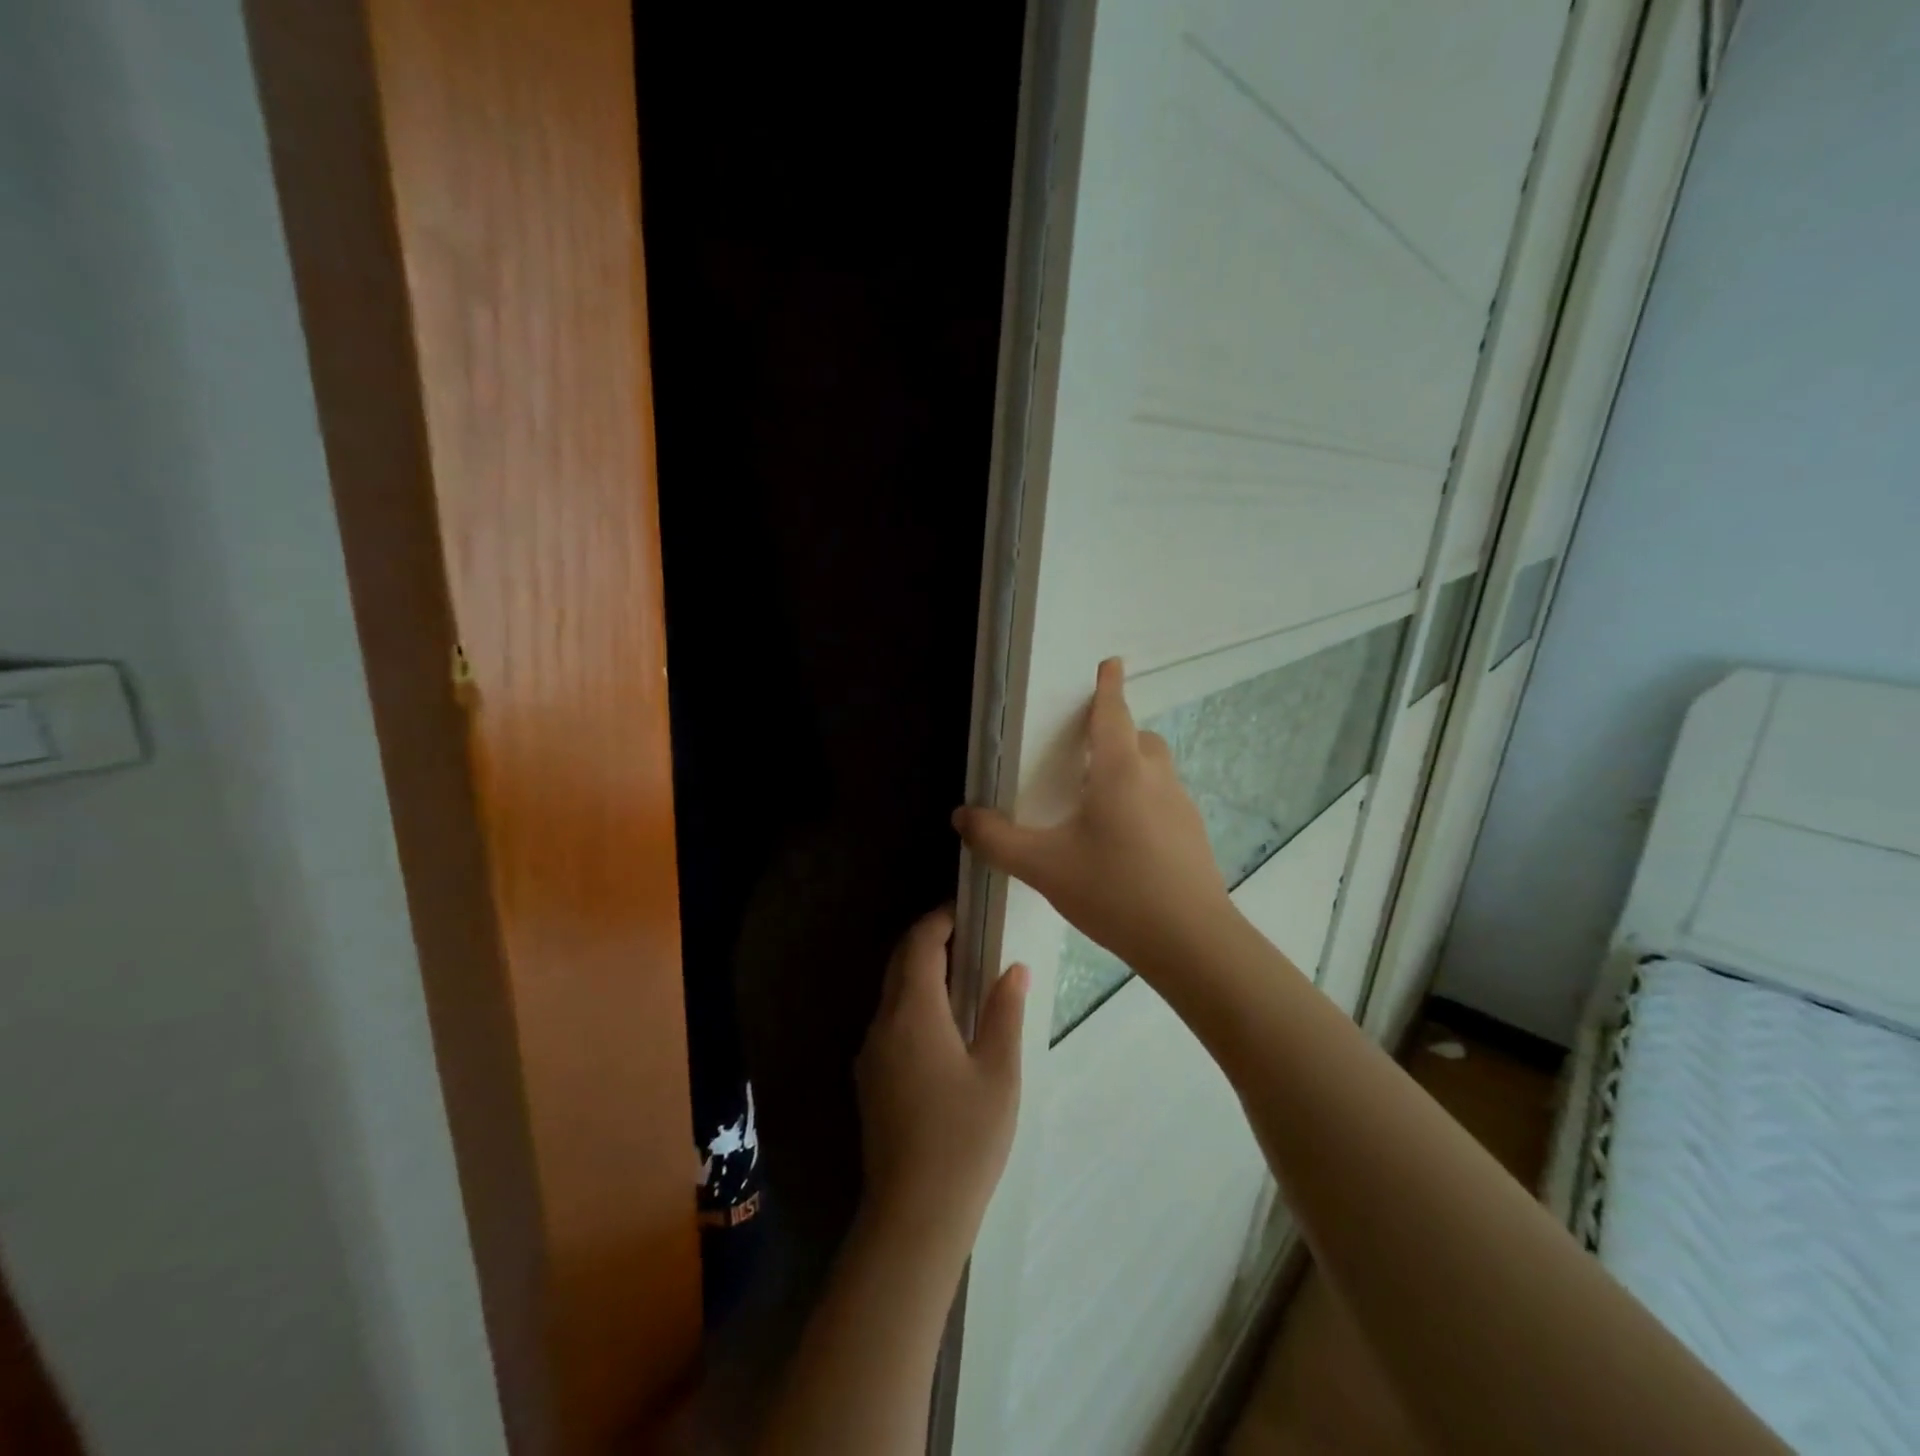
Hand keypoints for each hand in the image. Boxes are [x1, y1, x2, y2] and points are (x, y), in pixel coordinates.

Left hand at [854, 908, 1026, 1265]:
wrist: (913, 1215)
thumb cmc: (964, 1139)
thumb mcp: (998, 1072)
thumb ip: (1004, 1013)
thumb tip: (1013, 969)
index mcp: (913, 1013)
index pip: (920, 944)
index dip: (940, 920)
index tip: (967, 910)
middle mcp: (883, 1023)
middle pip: (900, 962)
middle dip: (929, 940)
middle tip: (969, 936)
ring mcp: (871, 1053)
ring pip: (891, 992)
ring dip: (920, 972)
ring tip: (962, 975)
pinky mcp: (870, 1079)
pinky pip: (889, 1020)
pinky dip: (913, 1002)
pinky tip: (943, 1024)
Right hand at [954, 657, 1233, 976]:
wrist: (1190, 942)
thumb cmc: (1114, 890)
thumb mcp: (1044, 867)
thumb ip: (997, 840)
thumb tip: (962, 816)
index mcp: (1120, 771)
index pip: (1114, 714)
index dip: (1109, 687)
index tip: (1112, 663)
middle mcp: (1156, 779)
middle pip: (1139, 738)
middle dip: (1117, 732)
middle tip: (1088, 750)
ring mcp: (1181, 807)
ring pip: (1155, 769)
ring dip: (1132, 768)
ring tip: (1100, 799)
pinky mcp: (1193, 836)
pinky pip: (1165, 800)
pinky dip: (1144, 800)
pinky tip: (1124, 840)